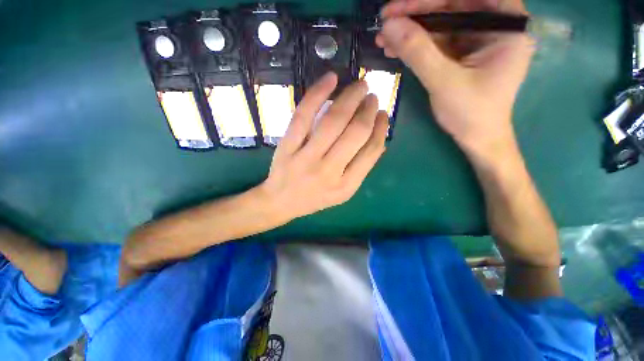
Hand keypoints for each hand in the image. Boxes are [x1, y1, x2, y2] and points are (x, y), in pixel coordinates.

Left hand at [258, 72, 388, 220]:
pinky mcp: (287, 146)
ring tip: (360, 86)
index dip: (380, 129)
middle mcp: (328, 172)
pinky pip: (303, 115)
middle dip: (368, 109)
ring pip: (332, 121)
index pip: (370, 151)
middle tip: (372, 96)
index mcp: (345, 186)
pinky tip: (331, 79)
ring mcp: (305, 158)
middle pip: (355, 133)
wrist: (281, 201)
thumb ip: (361, 167)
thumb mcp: (343, 191)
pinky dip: (317, 94)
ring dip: (350, 98)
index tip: (382, 114)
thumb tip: (379, 137)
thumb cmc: (315, 197)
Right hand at [376, 0, 534, 154]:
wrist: (477, 138)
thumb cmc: (471, 113)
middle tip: (385, 21)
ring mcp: (476, 40)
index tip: (399, 7)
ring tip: (383, 39)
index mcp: (506, 25)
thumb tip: (389, 25)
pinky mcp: (461, 53)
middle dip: (415, 15)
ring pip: (440, 24)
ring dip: (410, 31)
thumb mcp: (444, 81)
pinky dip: (415, 45)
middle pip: (452, 7)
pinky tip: (394, 49)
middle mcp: (493, 25)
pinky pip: (436, 42)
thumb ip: (418, 52)